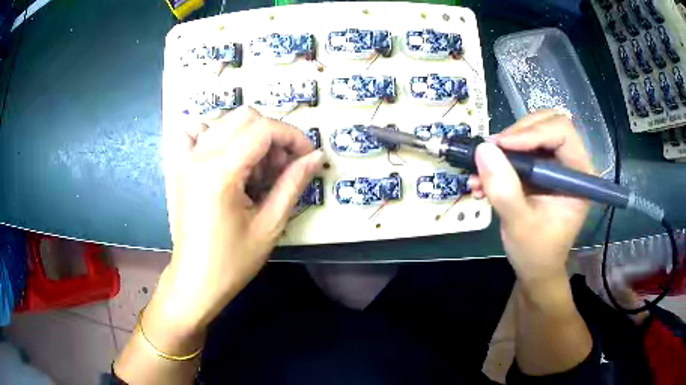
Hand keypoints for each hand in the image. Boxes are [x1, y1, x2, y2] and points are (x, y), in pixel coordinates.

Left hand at [152, 106, 323, 337]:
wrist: (195, 280)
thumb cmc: (233, 261)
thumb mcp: (270, 225)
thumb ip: (293, 183)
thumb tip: (317, 156)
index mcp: (220, 171)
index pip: (263, 129)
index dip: (293, 136)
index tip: (308, 156)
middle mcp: (199, 156)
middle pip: (245, 117)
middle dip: (274, 135)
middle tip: (283, 167)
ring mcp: (186, 159)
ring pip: (226, 123)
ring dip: (250, 137)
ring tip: (258, 171)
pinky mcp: (180, 167)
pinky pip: (194, 134)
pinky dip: (214, 135)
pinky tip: (225, 156)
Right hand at [469, 110, 591, 284]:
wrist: (535, 268)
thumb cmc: (536, 253)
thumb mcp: (519, 225)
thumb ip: (504, 190)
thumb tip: (483, 149)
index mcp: (580, 175)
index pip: (562, 132)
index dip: (531, 132)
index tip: (501, 146)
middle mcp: (571, 163)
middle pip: (546, 123)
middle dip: (516, 134)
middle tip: (491, 151)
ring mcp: (556, 164)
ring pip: (532, 132)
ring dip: (505, 146)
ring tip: (482, 169)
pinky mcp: (541, 169)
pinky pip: (521, 149)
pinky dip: (501, 158)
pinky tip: (483, 178)